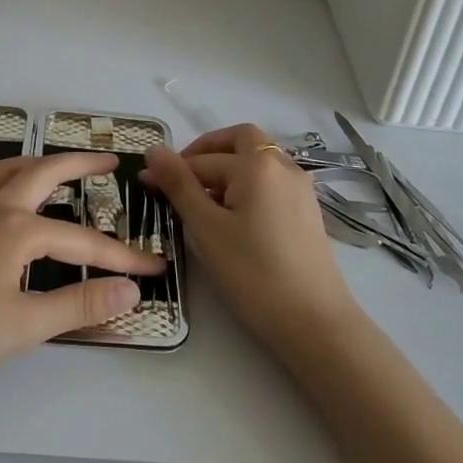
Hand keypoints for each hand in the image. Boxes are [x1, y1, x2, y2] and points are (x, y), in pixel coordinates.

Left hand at [0, 152, 164, 395]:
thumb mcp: (24, 326)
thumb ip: (80, 304)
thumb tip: (131, 290)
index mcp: (17, 229)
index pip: (82, 241)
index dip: (121, 257)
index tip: (152, 268)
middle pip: (45, 171)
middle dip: (81, 164)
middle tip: (108, 162)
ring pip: (7, 168)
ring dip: (39, 163)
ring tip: (59, 167)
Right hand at [145, 124, 356, 351]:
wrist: (315, 322)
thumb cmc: (253, 273)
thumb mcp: (207, 229)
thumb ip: (179, 185)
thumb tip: (154, 150)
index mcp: (257, 164)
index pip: (203, 159)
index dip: (172, 170)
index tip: (147, 185)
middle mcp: (283, 165)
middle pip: (240, 140)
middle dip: (208, 151)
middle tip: (182, 177)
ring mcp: (300, 187)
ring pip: (258, 159)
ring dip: (229, 167)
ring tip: (205, 201)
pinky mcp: (308, 209)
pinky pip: (272, 180)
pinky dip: (249, 183)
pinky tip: (235, 215)